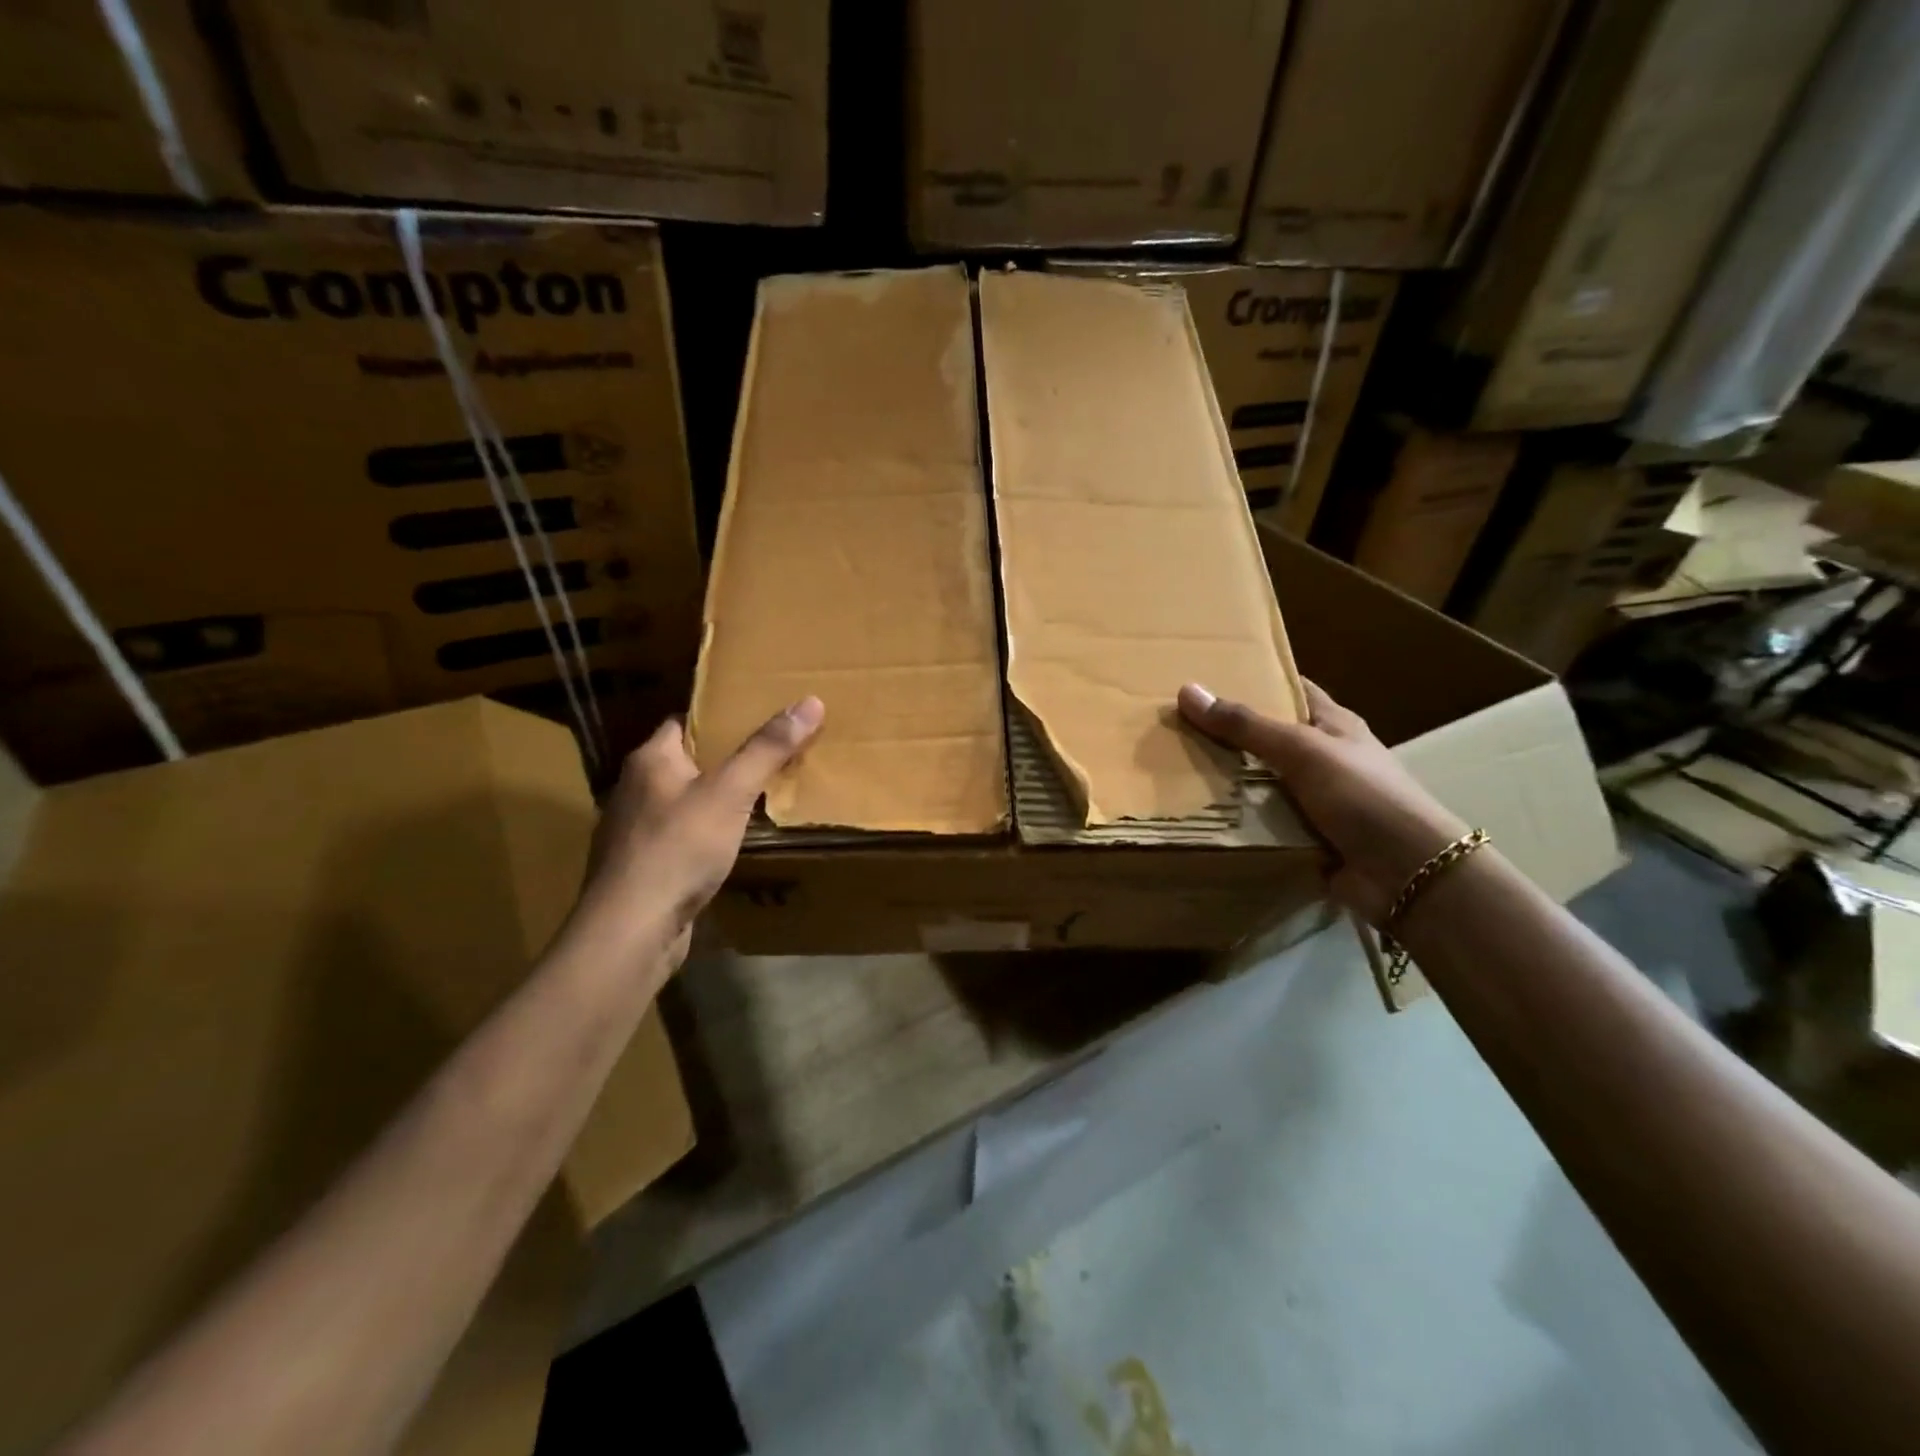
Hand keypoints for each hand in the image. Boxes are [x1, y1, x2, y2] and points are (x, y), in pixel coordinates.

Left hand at [568, 697, 824, 972]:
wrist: (631, 929)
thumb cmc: (679, 848)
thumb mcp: (731, 793)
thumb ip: (767, 749)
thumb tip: (810, 701)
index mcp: (650, 759)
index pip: (685, 721)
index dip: (721, 717)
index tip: (759, 716)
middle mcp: (635, 788)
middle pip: (686, 760)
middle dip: (725, 758)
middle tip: (772, 755)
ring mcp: (634, 830)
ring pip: (683, 801)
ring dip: (715, 799)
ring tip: (759, 797)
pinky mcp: (641, 866)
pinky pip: (680, 836)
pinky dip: (705, 833)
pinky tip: (731, 845)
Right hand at [1179, 680, 1465, 923]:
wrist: (1406, 873)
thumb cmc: (1362, 795)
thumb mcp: (1301, 749)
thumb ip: (1246, 725)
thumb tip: (1187, 691)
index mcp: (1333, 725)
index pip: (1290, 689)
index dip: (1255, 679)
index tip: (1207, 675)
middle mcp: (1324, 758)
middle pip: (1267, 738)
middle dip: (1227, 734)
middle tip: (1174, 725)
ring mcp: (1314, 800)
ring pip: (1259, 782)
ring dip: (1226, 780)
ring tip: (1172, 768)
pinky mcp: (1304, 836)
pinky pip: (1261, 822)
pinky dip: (1236, 820)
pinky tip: (1197, 814)